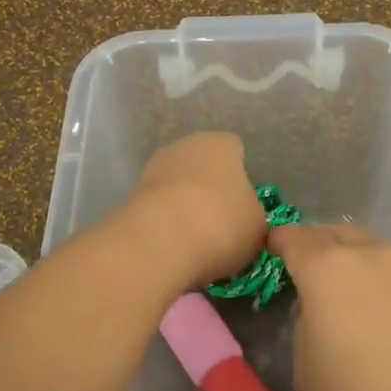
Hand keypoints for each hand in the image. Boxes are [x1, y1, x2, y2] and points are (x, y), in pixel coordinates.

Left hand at [123, 132, 267, 287]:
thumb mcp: (258, 227)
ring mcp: (154, 168)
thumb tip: (243, 220)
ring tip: (197, 243)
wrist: (159, 243)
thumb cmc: (221, 224)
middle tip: (222, 227)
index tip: (245, 207)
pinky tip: (175, 247)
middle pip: (204, 168)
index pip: (236, 152)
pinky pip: (160, 208)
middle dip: (211, 192)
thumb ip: (253, 217)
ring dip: (186, 208)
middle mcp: (185, 146)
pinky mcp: (132, 196)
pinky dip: (167, 224)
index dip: (243, 179)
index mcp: (221, 144)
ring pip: (179, 188)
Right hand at [270, 223, 390, 390]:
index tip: (272, 254)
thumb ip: (306, 322)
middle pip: (336, 234)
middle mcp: (373, 255)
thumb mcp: (305, 370)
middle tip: (310, 276)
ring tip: (354, 299)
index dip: (278, 243)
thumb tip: (320, 309)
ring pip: (375, 251)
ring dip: (357, 264)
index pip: (293, 237)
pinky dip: (389, 284)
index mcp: (328, 269)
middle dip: (318, 247)